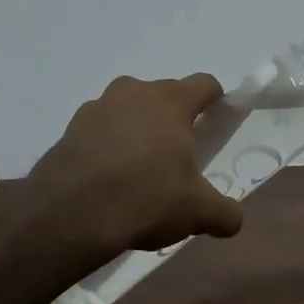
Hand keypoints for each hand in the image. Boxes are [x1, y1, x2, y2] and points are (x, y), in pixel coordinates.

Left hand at [28, 74, 244, 253]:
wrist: (69, 214)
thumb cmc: (145, 198)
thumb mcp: (197, 212)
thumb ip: (224, 213)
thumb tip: (235, 220)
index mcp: (172, 101)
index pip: (204, 84)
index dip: (215, 99)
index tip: (217, 119)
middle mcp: (135, 92)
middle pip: (164, 94)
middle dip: (175, 117)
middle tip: (179, 153)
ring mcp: (98, 107)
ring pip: (129, 108)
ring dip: (138, 127)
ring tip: (141, 165)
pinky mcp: (69, 129)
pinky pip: (100, 129)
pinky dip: (108, 144)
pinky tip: (109, 177)